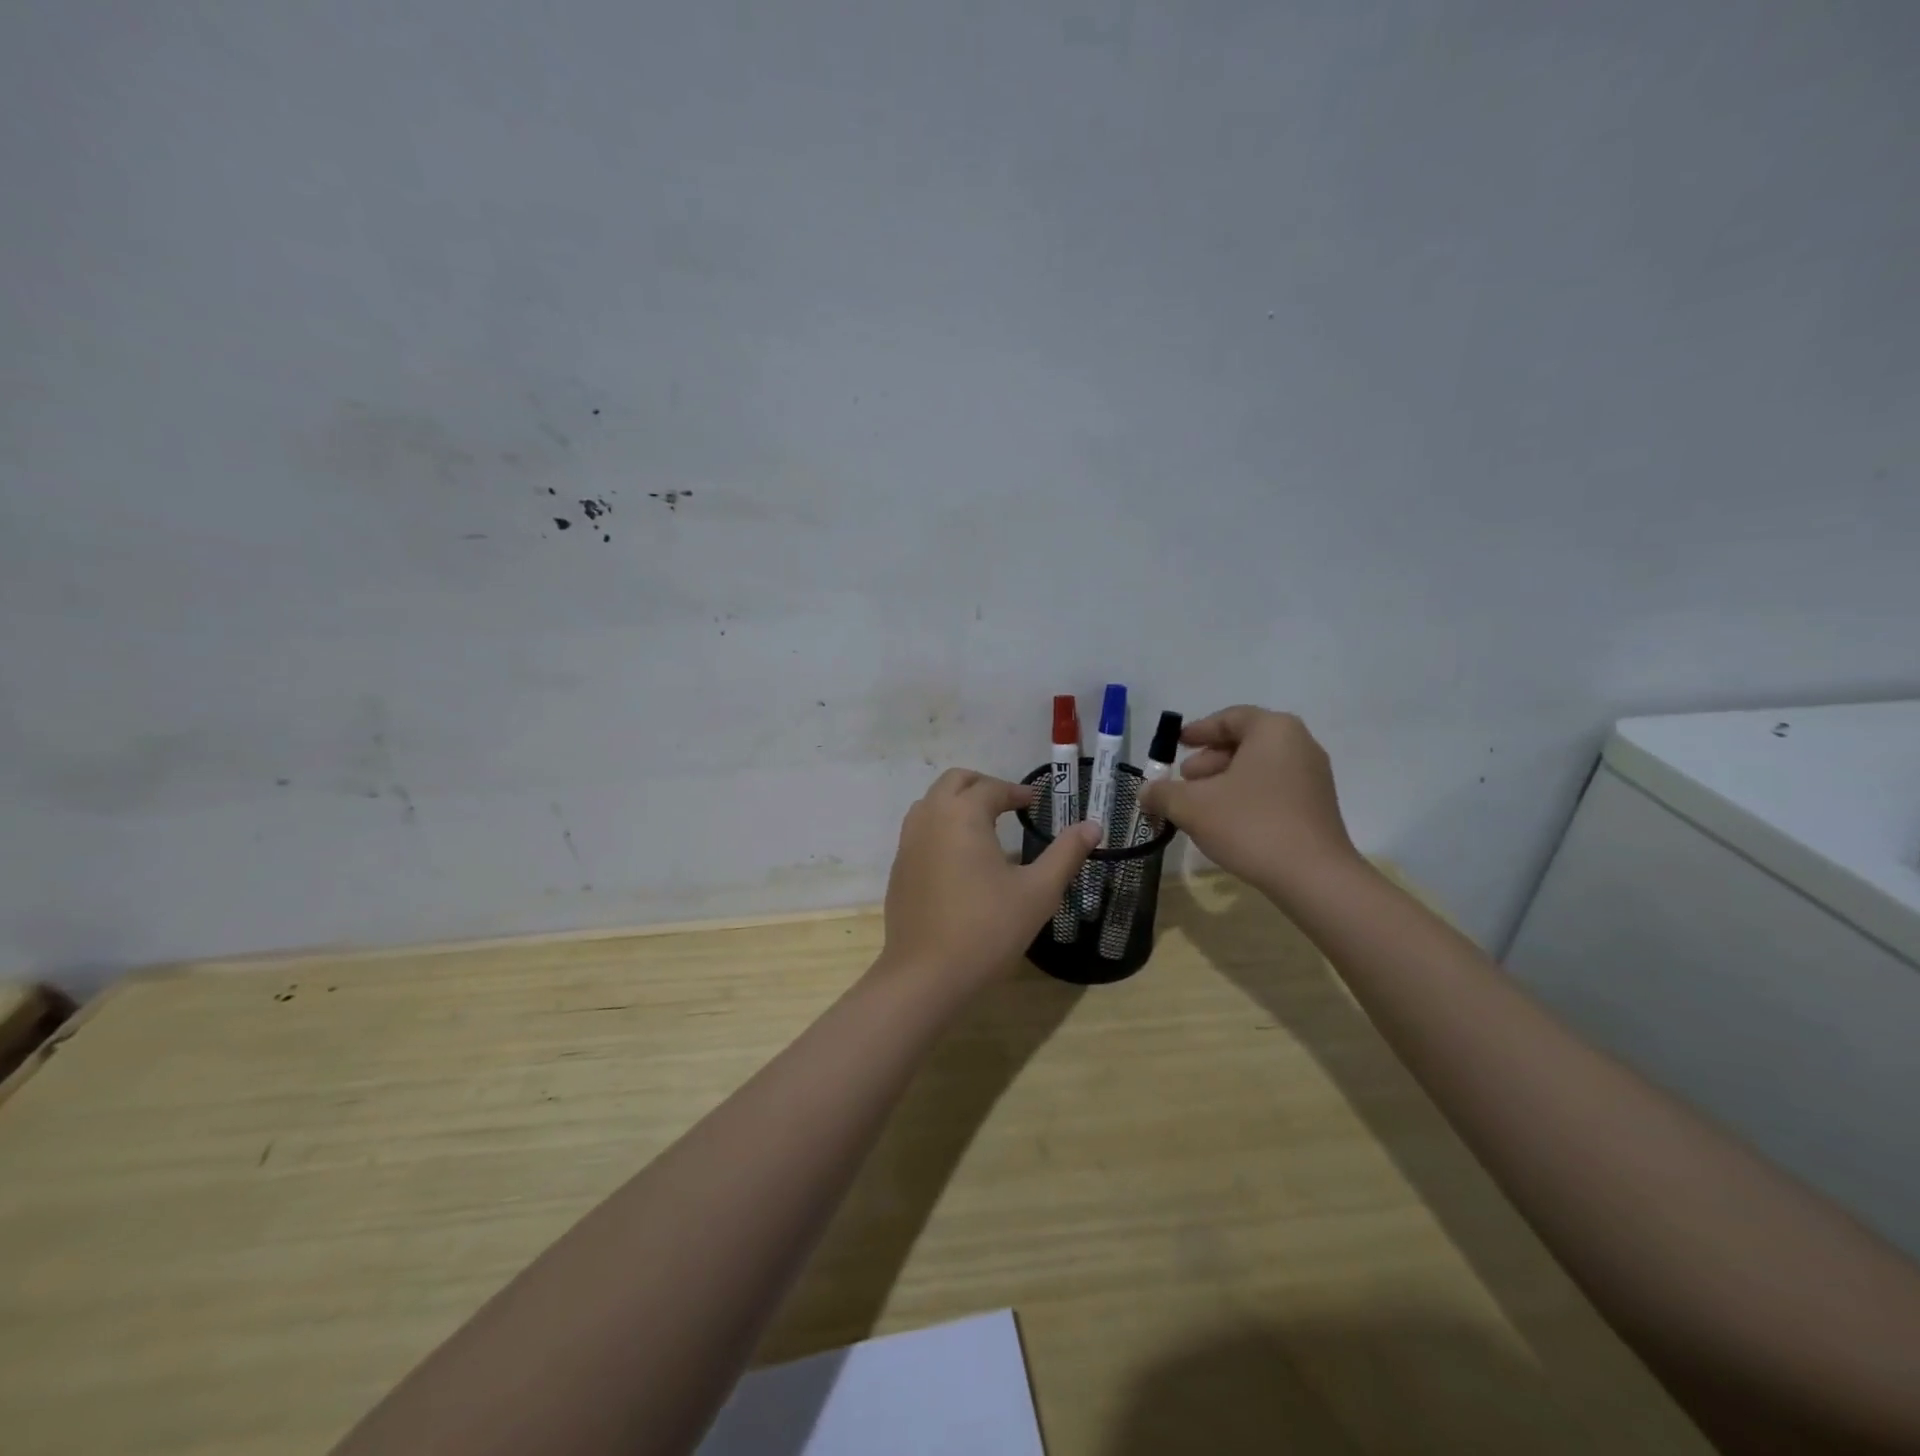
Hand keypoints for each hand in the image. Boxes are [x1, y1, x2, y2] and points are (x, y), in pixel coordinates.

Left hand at [882, 769, 1100, 994]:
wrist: (927, 975)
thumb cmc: (988, 929)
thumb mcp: (1038, 891)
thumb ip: (1066, 853)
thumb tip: (1093, 826)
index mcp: (962, 815)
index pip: (992, 788)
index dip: (1017, 792)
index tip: (1036, 803)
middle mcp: (929, 818)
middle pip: (954, 782)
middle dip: (983, 785)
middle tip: (1010, 804)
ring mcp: (908, 843)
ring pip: (931, 803)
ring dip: (958, 803)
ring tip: (985, 827)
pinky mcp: (899, 869)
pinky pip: (919, 831)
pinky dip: (941, 828)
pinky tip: (960, 860)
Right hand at [1138, 706, 1360, 905]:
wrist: (1312, 876)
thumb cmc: (1249, 825)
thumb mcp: (1191, 806)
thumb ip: (1162, 793)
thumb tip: (1145, 792)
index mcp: (1273, 730)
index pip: (1229, 718)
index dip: (1198, 730)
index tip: (1176, 744)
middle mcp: (1299, 744)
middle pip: (1245, 742)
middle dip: (1209, 759)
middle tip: (1184, 779)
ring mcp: (1313, 776)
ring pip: (1259, 767)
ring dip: (1225, 780)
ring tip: (1199, 804)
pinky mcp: (1317, 806)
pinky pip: (1274, 788)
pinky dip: (1246, 795)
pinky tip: (1226, 821)